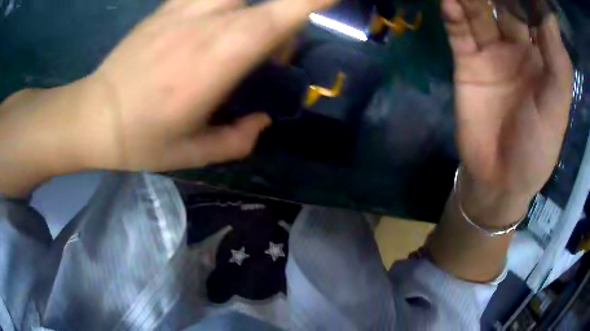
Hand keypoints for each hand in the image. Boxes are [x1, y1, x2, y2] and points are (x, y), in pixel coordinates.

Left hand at [0, 0, 334, 196]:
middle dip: (288, 20)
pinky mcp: (167, 7)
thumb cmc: (140, 140)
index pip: (276, 18)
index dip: (311, 1)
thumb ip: (238, 140)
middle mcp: (205, 25)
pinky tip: (218, 22)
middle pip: (267, 5)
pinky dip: (228, 3)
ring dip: (258, 10)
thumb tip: (263, 121)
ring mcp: (183, 10)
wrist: (94, 116)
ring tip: (243, 40)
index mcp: (215, 62)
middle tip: (273, 54)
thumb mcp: (193, 154)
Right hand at [442, 0, 572, 224]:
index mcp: (542, 58)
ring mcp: (490, 53)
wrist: (499, 179)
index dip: (528, 0)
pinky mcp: (467, 64)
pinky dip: (453, 18)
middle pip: (505, 8)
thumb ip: (558, 63)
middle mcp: (517, 48)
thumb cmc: (536, 148)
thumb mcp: (556, 109)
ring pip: (480, 15)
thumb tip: (548, 14)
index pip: (535, 17)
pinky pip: (459, 34)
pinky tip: (450, 3)